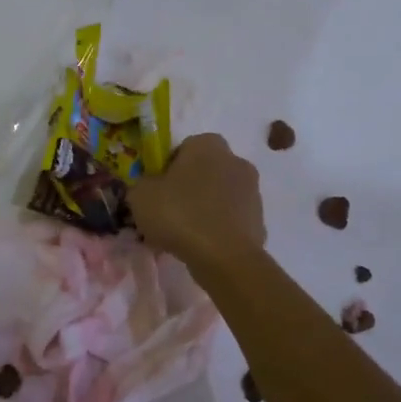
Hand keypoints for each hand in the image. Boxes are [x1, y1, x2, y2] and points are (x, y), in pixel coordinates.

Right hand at [128, 133, 265, 270]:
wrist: (224, 256)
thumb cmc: (179, 215)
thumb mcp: (141, 196)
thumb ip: (142, 184)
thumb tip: (149, 187)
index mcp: (207, 145)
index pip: (183, 149)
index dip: (167, 169)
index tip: (157, 191)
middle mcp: (235, 160)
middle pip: (204, 172)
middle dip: (189, 188)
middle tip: (168, 213)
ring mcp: (252, 191)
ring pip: (219, 196)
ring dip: (205, 209)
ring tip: (184, 235)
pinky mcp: (260, 220)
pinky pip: (231, 220)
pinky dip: (219, 229)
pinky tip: (204, 247)